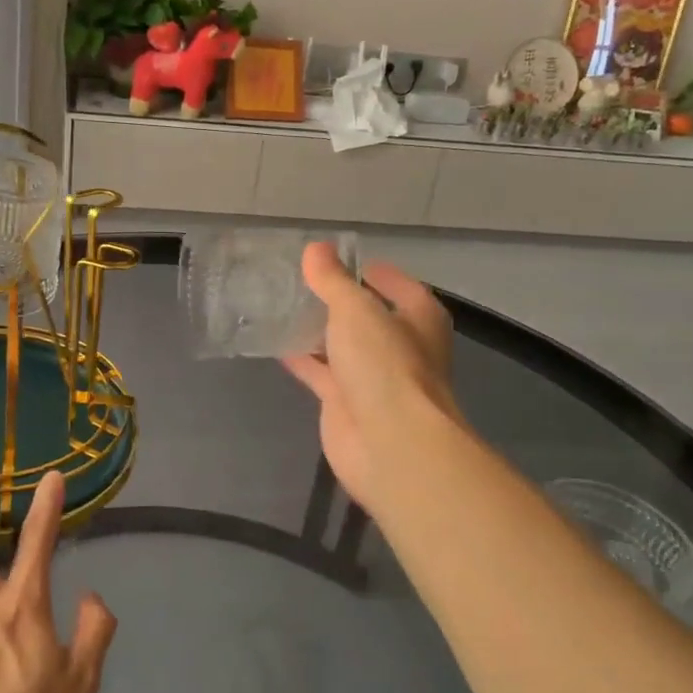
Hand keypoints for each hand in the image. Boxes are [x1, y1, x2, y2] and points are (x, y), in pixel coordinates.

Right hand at [282, 243, 458, 518]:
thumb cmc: (385, 365)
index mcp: (418, 318)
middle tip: (297, 281)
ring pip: (342, 346)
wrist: (389, 443)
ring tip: (279, 306)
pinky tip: (273, 344)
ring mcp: (373, 378)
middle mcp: (400, 346)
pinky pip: (321, 373)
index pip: (396, 284)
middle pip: (366, 317)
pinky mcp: (346, 403)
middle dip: (337, 302)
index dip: (368, 271)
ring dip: (317, 331)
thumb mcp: (356, 310)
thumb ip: (332, 280)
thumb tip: (316, 248)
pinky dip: (302, 359)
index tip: (334, 260)